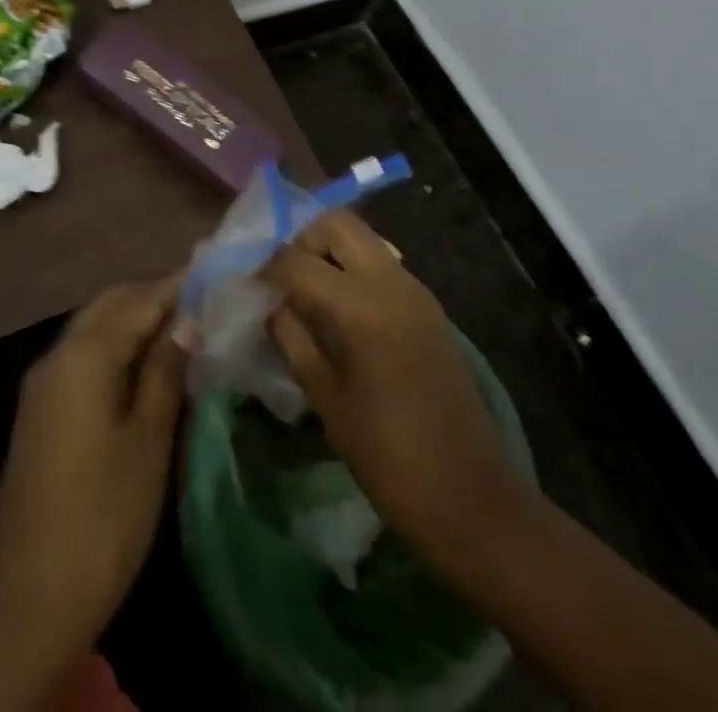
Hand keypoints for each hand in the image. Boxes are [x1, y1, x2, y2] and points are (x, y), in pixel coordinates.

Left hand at [0, 278, 188, 658]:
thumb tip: (186, 320)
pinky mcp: (41, 411)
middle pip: (111, 305)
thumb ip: (165, 371)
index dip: (178, 286)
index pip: (139, 300)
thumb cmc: (102, 517)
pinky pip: (84, 356)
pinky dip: (117, 347)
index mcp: (84, 355)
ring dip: (135, 320)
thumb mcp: (148, 440)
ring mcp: (44, 384)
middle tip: (203, 302)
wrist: (28, 602)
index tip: (216, 272)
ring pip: (95, 328)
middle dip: (154, 297)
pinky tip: (147, 366)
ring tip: (183, 330)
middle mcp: (57, 356)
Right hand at [260, 213, 529, 578]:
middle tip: (283, 280)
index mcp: (361, 307)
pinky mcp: (428, 304)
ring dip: (329, 251)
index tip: (248, 286)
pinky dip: (353, 268)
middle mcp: (390, 281)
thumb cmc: (388, 456)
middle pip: (336, 224)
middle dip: (301, 241)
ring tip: (307, 294)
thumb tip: (270, 304)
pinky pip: (381, 263)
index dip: (265, 268)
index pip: (297, 260)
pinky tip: (340, 311)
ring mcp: (414, 288)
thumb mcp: (326, 398)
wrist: (469, 493)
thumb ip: (292, 339)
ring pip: (362, 238)